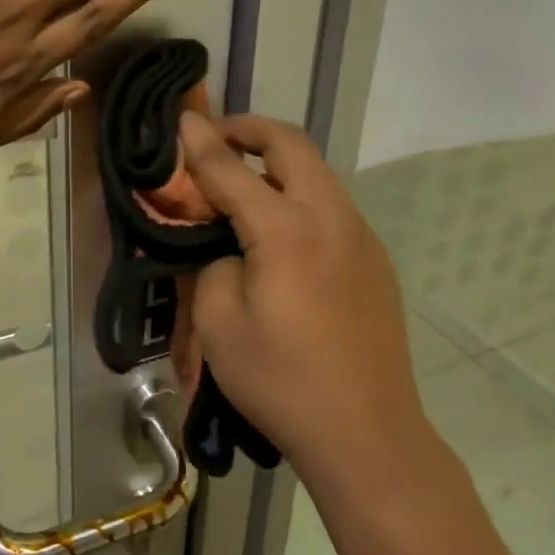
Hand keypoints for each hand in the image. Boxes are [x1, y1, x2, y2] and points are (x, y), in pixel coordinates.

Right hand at [177, 112, 422, 476]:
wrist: (366, 435)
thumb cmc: (281, 380)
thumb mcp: (219, 323)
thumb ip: (210, 262)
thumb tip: (220, 240)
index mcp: (286, 230)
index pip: (232, 168)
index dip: (201, 142)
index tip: (180, 119)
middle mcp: (330, 218)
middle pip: (291, 144)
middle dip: (250, 129)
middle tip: (216, 137)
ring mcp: (360, 237)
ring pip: (317, 172)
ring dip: (277, 161)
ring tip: (241, 181)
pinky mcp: (374, 260)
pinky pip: (331, 205)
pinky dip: (298, 193)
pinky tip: (278, 229)